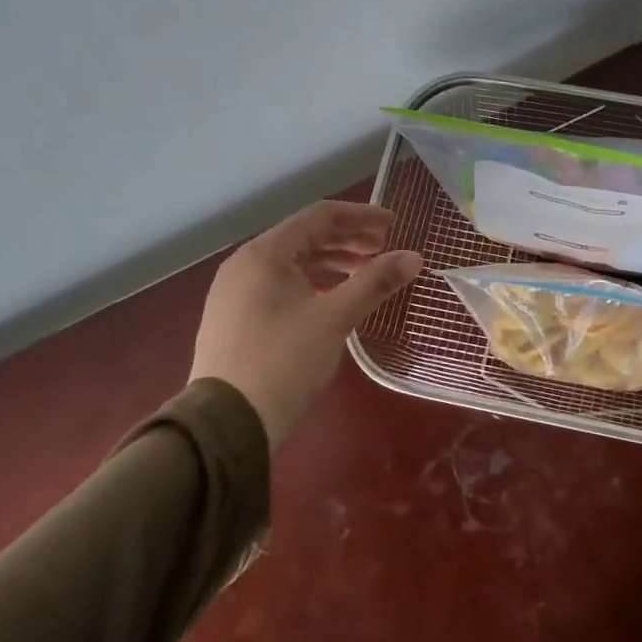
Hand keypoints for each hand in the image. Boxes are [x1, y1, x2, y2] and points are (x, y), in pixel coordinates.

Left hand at [191, 201, 423, 447]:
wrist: (226, 424)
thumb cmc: (283, 361)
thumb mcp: (335, 318)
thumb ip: (375, 282)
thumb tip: (415, 257)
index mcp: (264, 254)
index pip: (319, 216)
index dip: (360, 216)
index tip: (393, 224)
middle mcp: (245, 264)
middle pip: (305, 236)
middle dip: (348, 239)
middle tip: (384, 248)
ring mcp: (236, 292)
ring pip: (292, 262)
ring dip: (332, 261)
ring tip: (364, 272)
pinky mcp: (236, 317)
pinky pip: (280, 284)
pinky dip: (312, 282)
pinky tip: (334, 298)